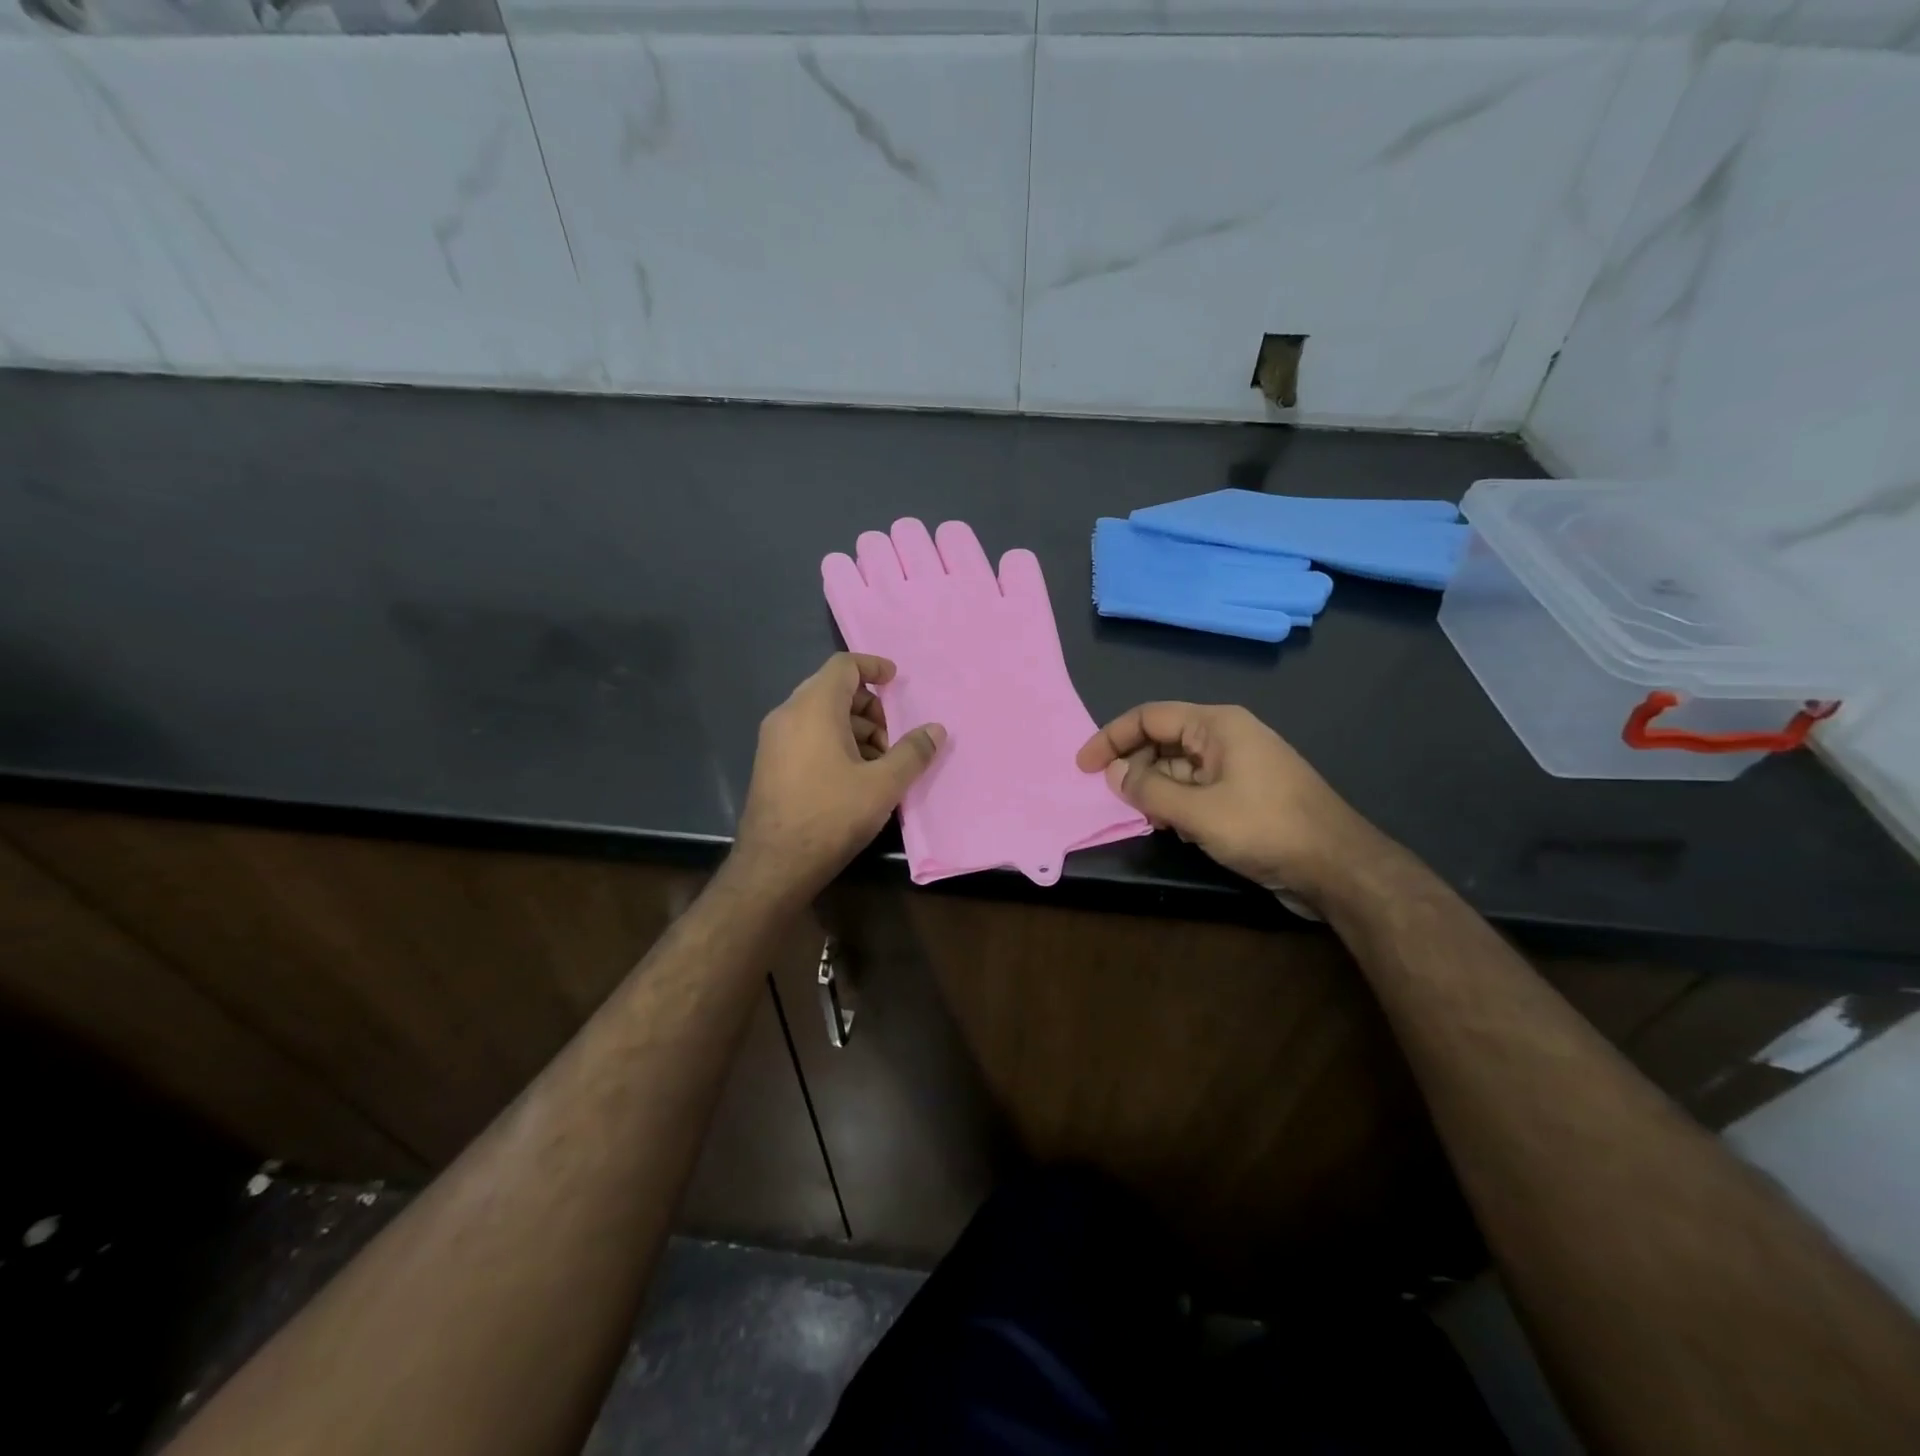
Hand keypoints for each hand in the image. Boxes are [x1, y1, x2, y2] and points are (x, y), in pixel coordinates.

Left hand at [730, 653, 945, 901]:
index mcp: (813, 708)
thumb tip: (936, 730)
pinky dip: (835, 742)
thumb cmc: (831, 816)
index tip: (897, 681)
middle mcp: (788, 714)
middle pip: (833, 689)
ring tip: (879, 764)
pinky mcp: (771, 763)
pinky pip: (807, 735)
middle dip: (870, 707)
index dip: (874, 666)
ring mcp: (774, 740)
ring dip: (855, 729)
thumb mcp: (883, 785)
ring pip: (821, 715)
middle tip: (892, 739)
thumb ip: (912, 752)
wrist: (774, 865)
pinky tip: (854, 777)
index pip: (844, 666)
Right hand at [1076, 702, 1383, 910]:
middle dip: (1134, 766)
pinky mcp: (1246, 793)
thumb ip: (1149, 790)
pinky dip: (1178, 803)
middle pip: (1163, 740)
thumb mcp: (1198, 812)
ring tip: (1145, 818)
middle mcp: (1226, 737)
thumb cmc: (1266, 829)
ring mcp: (1239, 765)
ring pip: (1179, 767)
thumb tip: (1113, 772)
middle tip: (1113, 798)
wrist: (1338, 867)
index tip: (1083, 766)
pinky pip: (1198, 787)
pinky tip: (1174, 829)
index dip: (1111, 738)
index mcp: (1217, 725)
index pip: (1149, 717)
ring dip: (1155, 789)